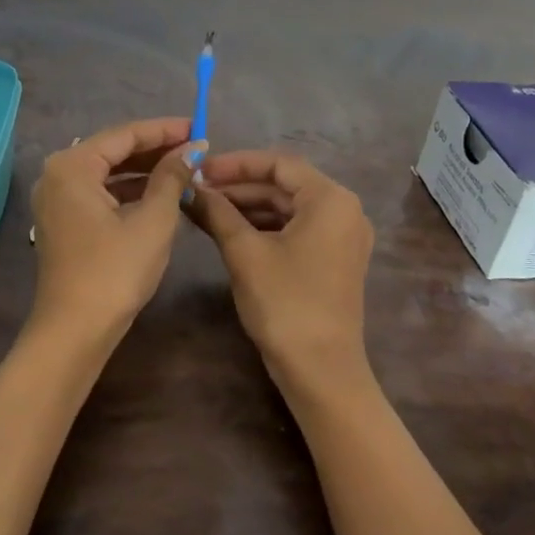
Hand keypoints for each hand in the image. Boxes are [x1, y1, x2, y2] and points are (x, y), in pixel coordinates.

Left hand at [29, 118, 202, 344]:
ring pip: (107, 173)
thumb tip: (192, 149)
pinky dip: (129, 191)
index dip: (164, 130)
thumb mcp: (153, 220)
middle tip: (195, 148)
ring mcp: (57, 200)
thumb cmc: (115, 271)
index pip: (125, 135)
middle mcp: (57, 174)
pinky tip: (159, 194)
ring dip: (144, 171)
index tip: (199, 127)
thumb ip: (172, 177)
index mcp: (73, 166)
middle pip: (113, 150)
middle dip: (155, 149)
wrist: (75, 331)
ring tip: (185, 169)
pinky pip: (100, 193)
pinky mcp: (63, 222)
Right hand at [187, 151, 377, 395]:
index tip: (200, 170)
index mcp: (331, 200)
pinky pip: (296, 230)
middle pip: (285, 186)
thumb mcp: (245, 253)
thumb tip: (190, 188)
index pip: (279, 164)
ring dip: (248, 208)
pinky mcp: (334, 261)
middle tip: (197, 191)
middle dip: (239, 187)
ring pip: (288, 209)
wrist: (320, 370)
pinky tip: (229, 232)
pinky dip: (264, 228)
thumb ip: (217, 213)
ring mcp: (342, 237)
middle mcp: (344, 211)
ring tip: (205, 210)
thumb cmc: (284, 303)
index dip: (236, 164)